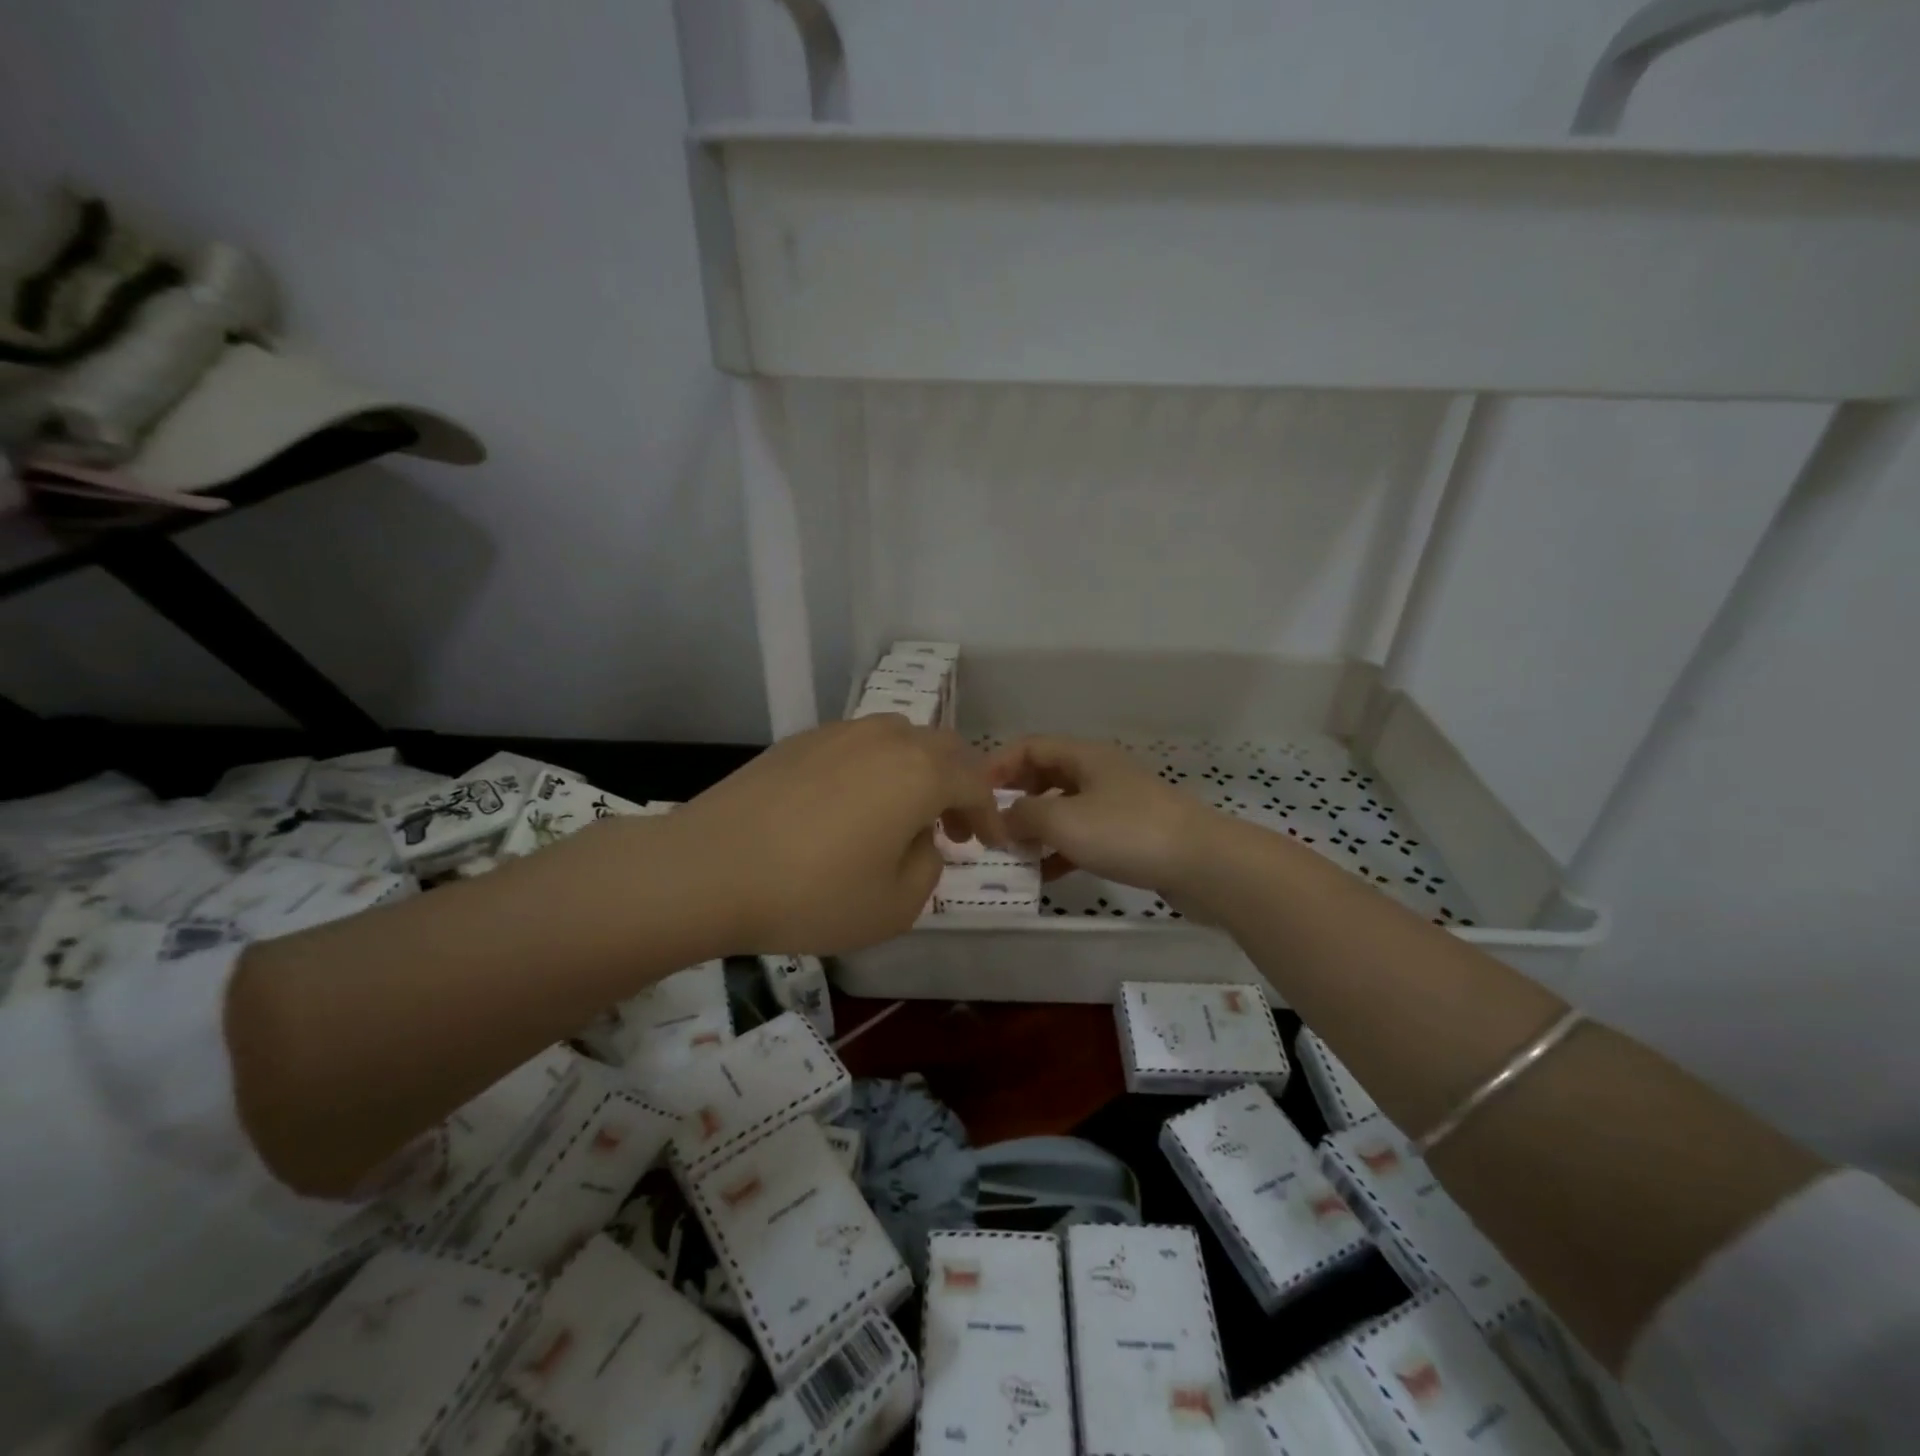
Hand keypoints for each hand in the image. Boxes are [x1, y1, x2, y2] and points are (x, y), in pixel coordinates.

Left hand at [666, 716, 1006, 954]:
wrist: (707, 869)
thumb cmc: (812, 894)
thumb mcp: (895, 905)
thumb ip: (928, 866)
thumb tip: (921, 839)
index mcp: (919, 772)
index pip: (975, 783)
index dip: (990, 814)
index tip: (992, 843)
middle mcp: (885, 739)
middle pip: (943, 748)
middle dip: (960, 785)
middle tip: (954, 827)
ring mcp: (839, 733)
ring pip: (900, 738)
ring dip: (919, 771)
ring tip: (904, 813)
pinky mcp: (800, 741)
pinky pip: (859, 744)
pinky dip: (877, 768)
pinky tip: (853, 805)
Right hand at [987, 736, 1225, 897]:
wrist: (1201, 863)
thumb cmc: (1126, 832)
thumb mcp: (1062, 820)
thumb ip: (1022, 816)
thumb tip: (1002, 818)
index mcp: (1083, 756)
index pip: (1029, 747)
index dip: (997, 765)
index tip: (972, 793)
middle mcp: (1098, 773)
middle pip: (1045, 776)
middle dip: (1014, 798)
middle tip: (989, 824)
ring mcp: (1117, 804)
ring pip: (1063, 809)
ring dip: (1036, 828)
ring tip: (1011, 853)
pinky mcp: (1130, 834)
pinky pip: (1084, 836)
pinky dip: (1061, 850)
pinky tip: (1045, 875)